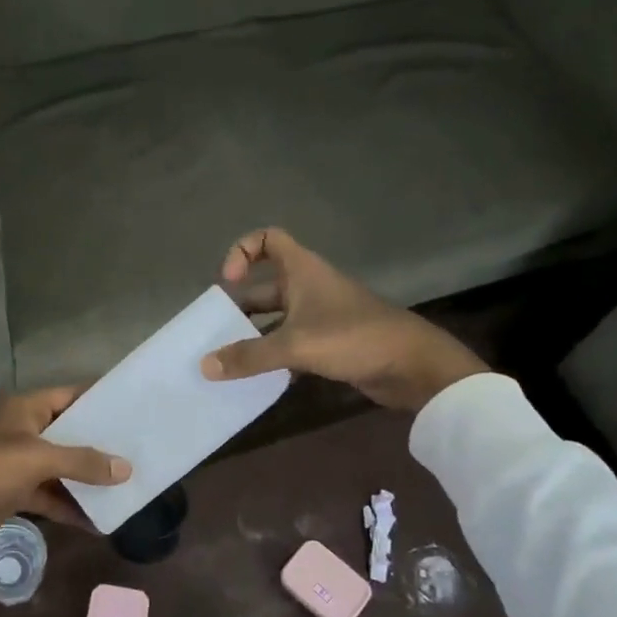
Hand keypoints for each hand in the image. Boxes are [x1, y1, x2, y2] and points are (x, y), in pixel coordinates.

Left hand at [0, 387, 130, 539]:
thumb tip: (126, 469)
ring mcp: (19, 462)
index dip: (98, 401)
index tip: (130, 407)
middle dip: (98, 445)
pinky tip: (97, 521)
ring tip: (124, 486)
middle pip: (68, 434)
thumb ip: (83, 462)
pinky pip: (50, 495)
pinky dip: (69, 506)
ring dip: (86, 479)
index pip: (69, 396)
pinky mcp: (15, 491)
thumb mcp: (40, 459)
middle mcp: (24, 430)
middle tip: (135, 450)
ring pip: (61, 467)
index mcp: (26, 409)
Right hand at [201, 228, 487, 410]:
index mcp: (303, 271)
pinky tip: (259, 377)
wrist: (412, 366)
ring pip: (278, 319)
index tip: (229, 282)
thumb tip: (204, 366)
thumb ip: (249, 356)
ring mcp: (322, 316)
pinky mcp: (331, 343)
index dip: (243, 251)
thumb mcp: (295, 345)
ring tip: (229, 359)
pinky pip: (292, 343)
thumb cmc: (353, 338)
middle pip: (266, 286)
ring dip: (255, 335)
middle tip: (216, 332)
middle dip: (240, 306)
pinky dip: (275, 356)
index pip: (268, 239)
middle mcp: (310, 287)